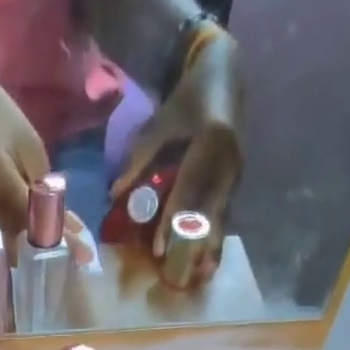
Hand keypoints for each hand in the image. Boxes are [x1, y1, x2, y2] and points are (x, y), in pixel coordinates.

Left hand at [116, 28, 242, 287]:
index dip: (173, 221)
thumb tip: (113, 194)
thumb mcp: (160, 122)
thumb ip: (137, 158)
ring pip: (221, 216)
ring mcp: (236, 171)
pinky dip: (215, 237)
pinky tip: (210, 260)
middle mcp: (229, 160)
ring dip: (210, 247)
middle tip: (182, 276)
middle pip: (210, 210)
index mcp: (212, 140)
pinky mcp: (237, 180)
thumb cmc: (188, 97)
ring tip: (202, 276)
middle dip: (195, 244)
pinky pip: (225, 213)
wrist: (226, 73)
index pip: (189, 190)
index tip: (160, 249)